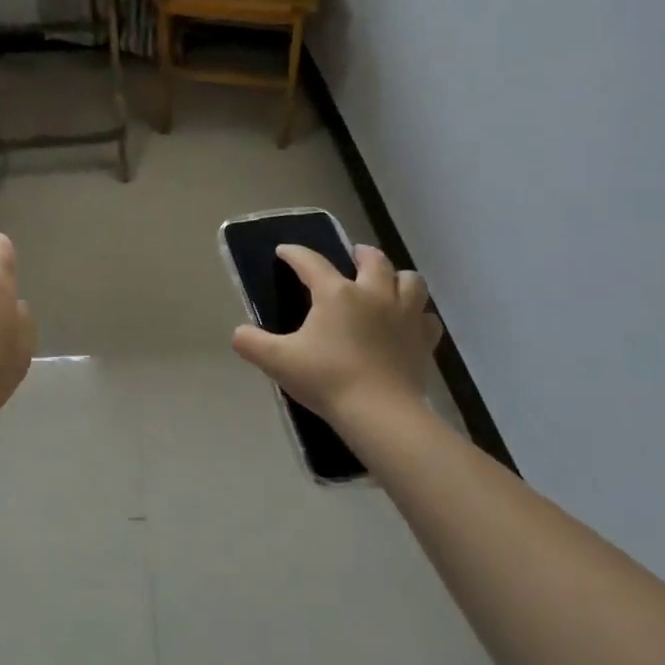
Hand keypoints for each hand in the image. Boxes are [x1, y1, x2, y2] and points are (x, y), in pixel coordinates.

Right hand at [230, 245, 441, 424]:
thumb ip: (251, 343)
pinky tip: (408, 323)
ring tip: (387, 284)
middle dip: (361, 253)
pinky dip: (418, 315)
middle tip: (352, 257)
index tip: (284, 251)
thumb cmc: (327, 379)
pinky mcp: (423, 340)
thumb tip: (238, 334)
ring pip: (410, 280)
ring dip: (397, 277)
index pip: (311, 262)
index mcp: (336, 293)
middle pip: (373, 259)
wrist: (380, 413)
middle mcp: (373, 293)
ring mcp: (404, 315)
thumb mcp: (278, 361)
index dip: (295, 254)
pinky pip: (427, 317)